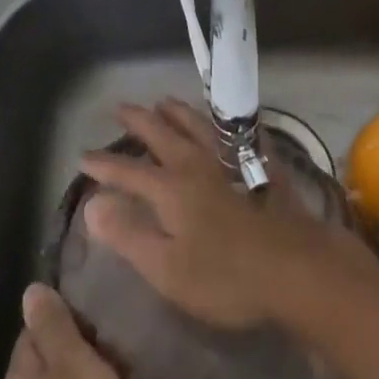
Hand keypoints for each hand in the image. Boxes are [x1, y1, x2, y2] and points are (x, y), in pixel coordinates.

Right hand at [79, 98, 369, 331]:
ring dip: (176, 110)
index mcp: (170, 188)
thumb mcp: (167, 268)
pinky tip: (224, 121)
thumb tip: (92, 203)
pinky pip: (236, 131)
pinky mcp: (259, 163)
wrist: (295, 266)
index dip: (103, 164)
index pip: (127, 170)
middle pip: (161, 132)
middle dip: (138, 119)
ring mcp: (229, 158)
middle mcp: (195, 163)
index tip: (83, 156)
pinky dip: (223, 121)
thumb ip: (128, 234)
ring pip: (196, 123)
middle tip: (121, 107)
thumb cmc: (226, 277)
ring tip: (163, 101)